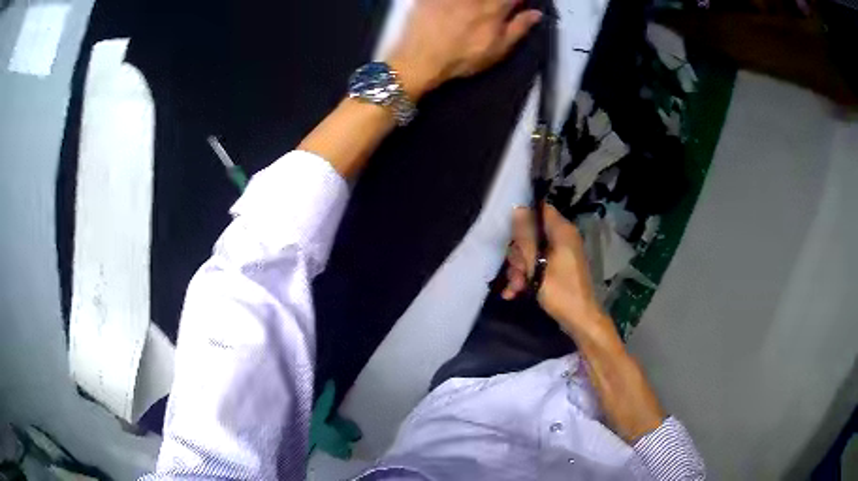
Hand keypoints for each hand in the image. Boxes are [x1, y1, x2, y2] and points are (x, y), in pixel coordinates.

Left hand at [387, 0, 542, 99]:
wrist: (420, 60)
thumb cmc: (461, 58)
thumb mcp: (497, 50)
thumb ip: (518, 29)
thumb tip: (537, 14)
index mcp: (494, 9)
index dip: (517, 1)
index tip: (516, 5)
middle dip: (496, 2)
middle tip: (491, 12)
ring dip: (475, 4)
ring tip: (471, 13)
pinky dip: (451, 3)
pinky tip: (454, 10)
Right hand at [501, 204, 603, 330]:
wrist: (579, 319)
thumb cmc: (560, 291)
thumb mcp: (537, 265)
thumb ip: (525, 238)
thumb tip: (517, 209)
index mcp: (562, 232)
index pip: (541, 209)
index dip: (523, 216)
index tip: (507, 230)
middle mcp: (562, 238)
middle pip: (532, 234)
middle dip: (518, 253)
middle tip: (516, 270)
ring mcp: (560, 254)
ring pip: (531, 252)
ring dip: (520, 269)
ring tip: (515, 287)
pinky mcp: (557, 268)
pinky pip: (537, 264)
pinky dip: (527, 276)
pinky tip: (514, 292)